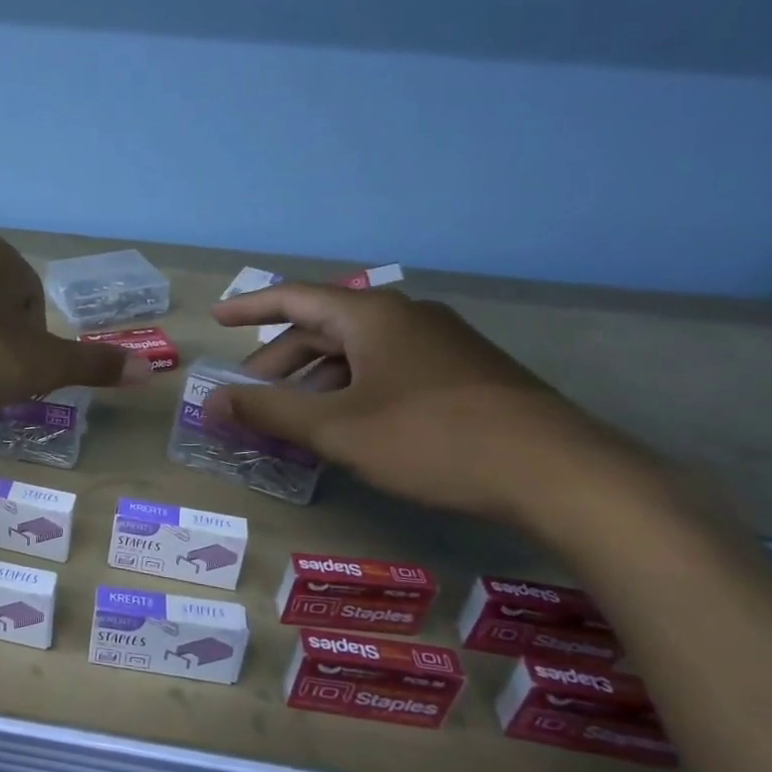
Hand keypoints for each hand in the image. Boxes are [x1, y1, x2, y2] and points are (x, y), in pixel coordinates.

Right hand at [206, 283, 653, 526]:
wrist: (559, 473)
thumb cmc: (432, 440)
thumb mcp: (338, 430)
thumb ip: (270, 412)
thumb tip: (211, 402)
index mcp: (372, 315)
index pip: (295, 298)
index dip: (250, 307)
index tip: (217, 318)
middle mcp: (406, 317)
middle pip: (325, 328)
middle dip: (280, 359)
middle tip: (250, 392)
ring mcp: (441, 345)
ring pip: (358, 352)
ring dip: (316, 379)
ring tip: (294, 417)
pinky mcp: (464, 374)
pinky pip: (388, 369)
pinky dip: (352, 389)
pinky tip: (350, 425)